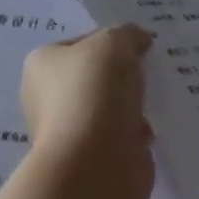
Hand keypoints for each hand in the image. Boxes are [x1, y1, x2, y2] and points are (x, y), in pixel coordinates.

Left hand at [20, 25, 153, 173]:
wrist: (95, 164)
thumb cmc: (95, 91)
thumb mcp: (115, 42)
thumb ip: (128, 34)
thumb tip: (139, 40)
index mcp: (42, 64)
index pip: (80, 43)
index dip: (110, 40)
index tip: (137, 46)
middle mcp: (47, 98)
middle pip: (94, 76)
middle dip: (121, 75)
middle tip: (149, 69)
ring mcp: (67, 133)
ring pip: (108, 108)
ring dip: (130, 106)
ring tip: (156, 99)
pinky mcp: (90, 162)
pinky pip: (118, 137)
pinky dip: (135, 134)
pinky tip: (151, 129)